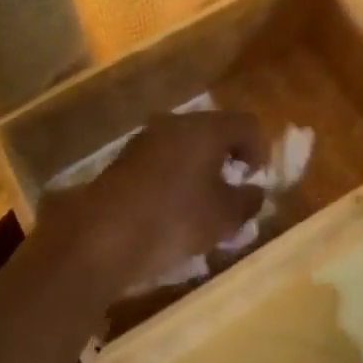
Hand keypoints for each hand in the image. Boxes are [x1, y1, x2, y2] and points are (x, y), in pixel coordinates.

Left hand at [43, 111, 268, 287]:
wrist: (101, 238)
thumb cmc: (175, 220)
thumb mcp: (225, 217)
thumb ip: (248, 201)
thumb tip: (254, 192)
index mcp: (205, 128)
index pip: (247, 125)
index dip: (260, 152)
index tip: (255, 182)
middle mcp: (174, 124)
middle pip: (214, 133)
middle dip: (228, 162)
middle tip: (233, 194)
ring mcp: (144, 141)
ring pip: (185, 149)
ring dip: (200, 173)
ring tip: (203, 209)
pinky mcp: (123, 163)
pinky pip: (162, 164)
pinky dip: (175, 182)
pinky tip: (172, 214)